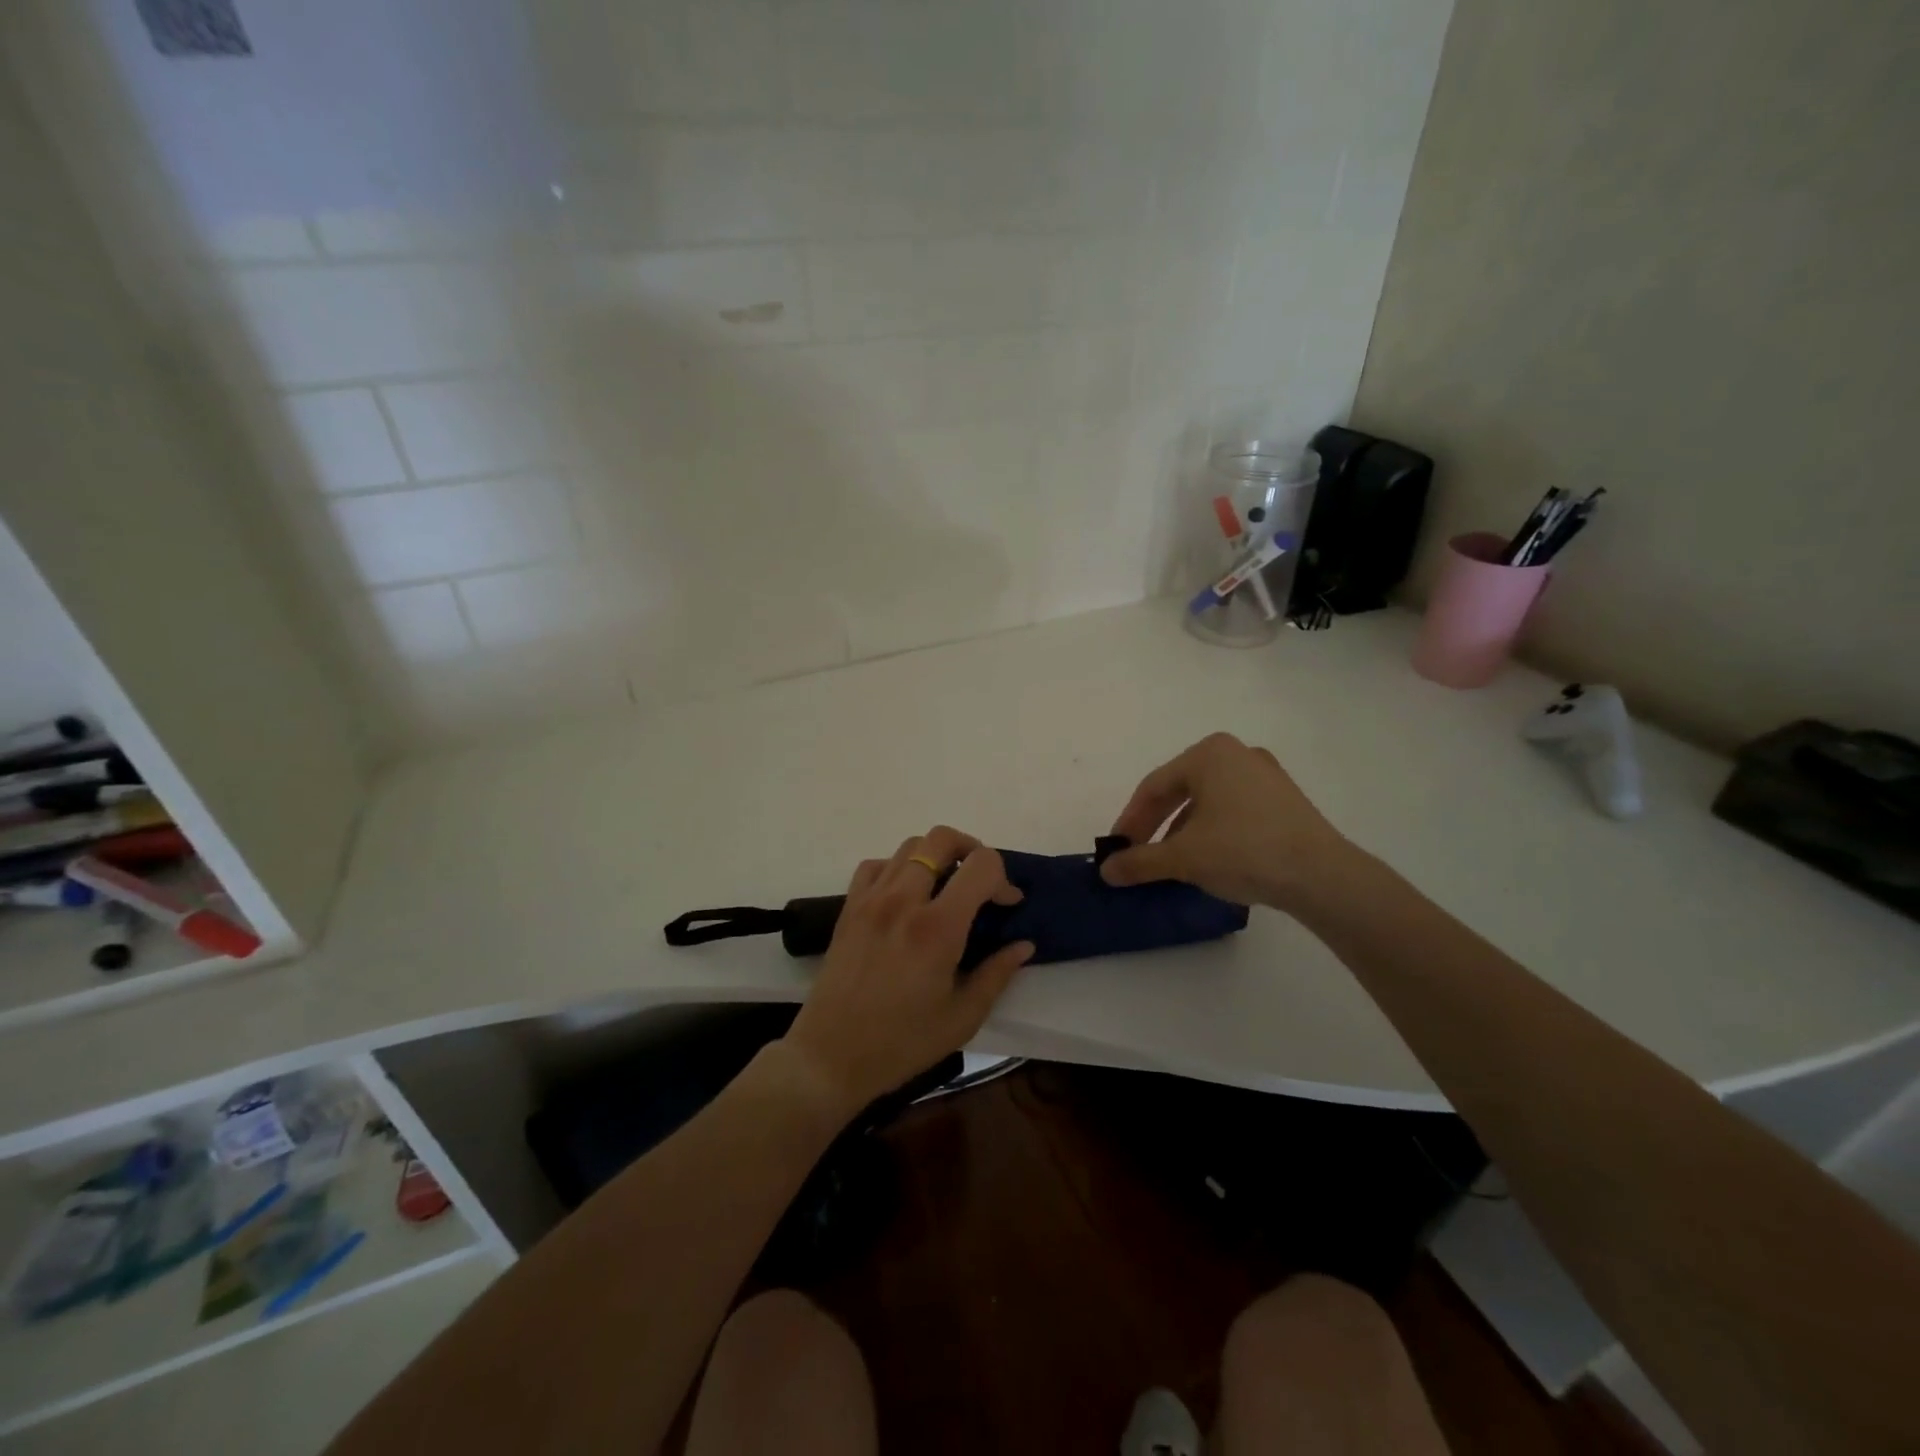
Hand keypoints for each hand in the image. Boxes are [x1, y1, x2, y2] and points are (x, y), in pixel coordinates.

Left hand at [782, 825, 1033, 1114]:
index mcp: (938, 928)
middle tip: (980, 882)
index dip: (1003, 878)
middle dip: (971, 850)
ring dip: (936, 856)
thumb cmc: (903, 1043)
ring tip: (945, 888)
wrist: (831, 1056)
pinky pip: (876, 865)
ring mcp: (872, 899)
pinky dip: (898, 867)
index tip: (1007, 904)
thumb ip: (997, 974)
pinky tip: (906, 895)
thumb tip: (1023, 944)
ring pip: (910, 846)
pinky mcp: (849, 907)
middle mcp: (904, 900)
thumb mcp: (963, 1017)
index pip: (981, 866)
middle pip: (942, 838)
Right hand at [1099, 733, 1354, 909]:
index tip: (1117, 849)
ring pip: (1208, 801)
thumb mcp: (1182, 858)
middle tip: (1139, 853)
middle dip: (1156, 825)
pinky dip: (1213, 830)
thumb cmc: (1243, 851)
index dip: (1130, 821)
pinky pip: (1234, 809)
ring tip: (1172, 861)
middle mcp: (1237, 753)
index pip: (1153, 787)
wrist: (1322, 875)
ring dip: (1183, 830)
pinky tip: (1210, 858)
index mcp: (1208, 754)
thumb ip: (1140, 861)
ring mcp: (1265, 775)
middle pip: (1180, 790)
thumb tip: (1106, 871)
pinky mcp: (1285, 799)